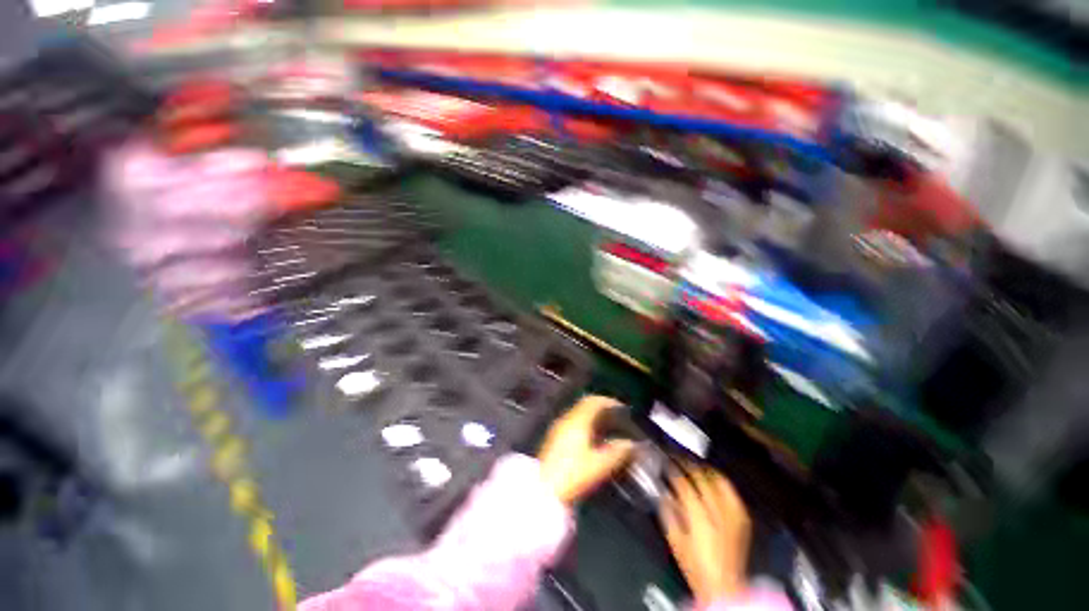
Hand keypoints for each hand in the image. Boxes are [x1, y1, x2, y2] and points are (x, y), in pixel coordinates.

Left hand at [538, 395, 635, 505]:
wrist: (544, 490)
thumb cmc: (573, 475)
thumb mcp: (599, 465)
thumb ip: (617, 452)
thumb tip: (630, 444)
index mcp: (577, 421)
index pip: (594, 401)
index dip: (609, 401)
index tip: (622, 407)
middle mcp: (566, 419)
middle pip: (585, 405)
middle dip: (602, 409)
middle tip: (617, 417)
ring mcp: (558, 428)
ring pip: (579, 414)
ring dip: (593, 417)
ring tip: (608, 428)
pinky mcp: (554, 438)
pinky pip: (573, 422)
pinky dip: (585, 424)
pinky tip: (593, 439)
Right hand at [660, 464, 751, 605]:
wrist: (724, 586)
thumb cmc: (696, 566)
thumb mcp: (675, 540)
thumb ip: (668, 512)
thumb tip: (663, 493)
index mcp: (698, 517)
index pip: (683, 484)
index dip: (672, 471)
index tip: (666, 465)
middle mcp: (717, 511)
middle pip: (700, 477)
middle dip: (687, 465)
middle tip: (677, 459)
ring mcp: (732, 514)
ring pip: (718, 480)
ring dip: (704, 469)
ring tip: (694, 464)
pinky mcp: (741, 518)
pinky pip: (731, 491)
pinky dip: (721, 481)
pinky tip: (714, 477)